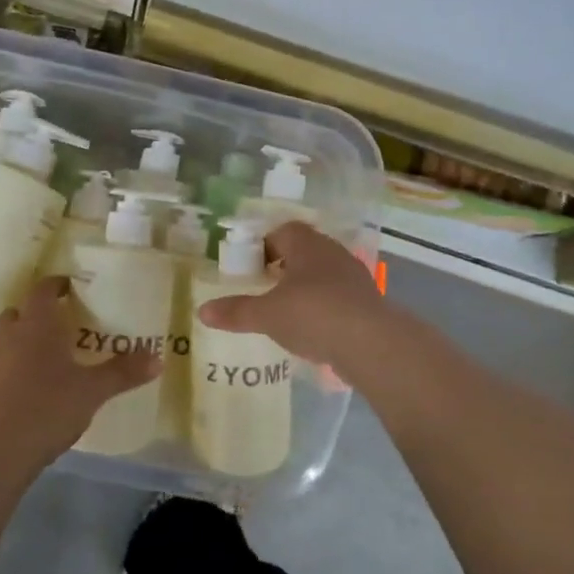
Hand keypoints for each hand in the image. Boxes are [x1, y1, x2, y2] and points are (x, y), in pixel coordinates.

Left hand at [0, 277, 159, 471]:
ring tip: (48, 354)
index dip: (57, 285)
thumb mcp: (93, 390)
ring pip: (6, 336)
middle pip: (20, 310)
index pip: (43, 290)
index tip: (73, 287)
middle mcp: (10, 334)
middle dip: (38, 312)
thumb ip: (123, 372)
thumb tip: (158, 358)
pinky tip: (33, 383)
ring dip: (23, 337)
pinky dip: (14, 363)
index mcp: (37, 324)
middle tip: (63, 323)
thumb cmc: (49, 407)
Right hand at [197, 222, 388, 366]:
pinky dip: (323, 308)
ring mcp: (354, 277)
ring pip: (323, 274)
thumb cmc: (312, 314)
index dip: (266, 245)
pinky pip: (338, 297)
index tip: (252, 267)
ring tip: (286, 312)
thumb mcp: (267, 314)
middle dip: (285, 267)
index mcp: (307, 245)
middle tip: (265, 288)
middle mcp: (333, 253)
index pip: (284, 231)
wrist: (371, 342)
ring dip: (306, 288)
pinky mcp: (367, 302)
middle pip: (305, 251)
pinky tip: (313, 330)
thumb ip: (236, 311)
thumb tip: (202, 311)